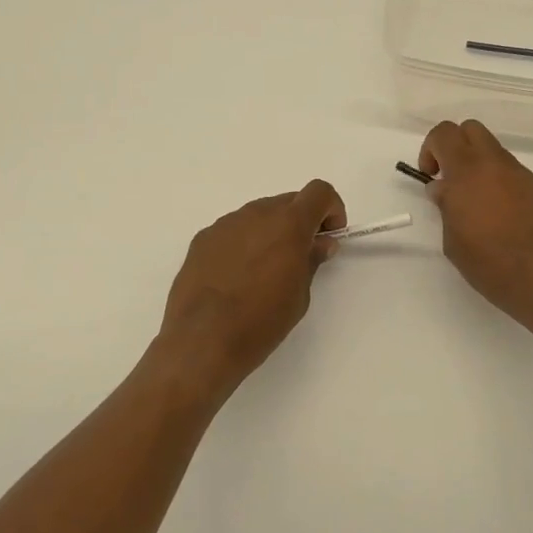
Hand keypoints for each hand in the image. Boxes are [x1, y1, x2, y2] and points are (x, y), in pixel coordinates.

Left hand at [157, 180, 346, 396]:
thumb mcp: (299, 296)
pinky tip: (236, 277)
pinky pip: (233, 230)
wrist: (201, 341)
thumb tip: (319, 243)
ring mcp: (225, 224)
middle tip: (300, 257)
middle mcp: (256, 214)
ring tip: (264, 271)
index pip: (319, 192)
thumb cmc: (261, 322)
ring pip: (258, 215)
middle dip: (300, 222)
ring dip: (270, 232)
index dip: (330, 209)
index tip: (329, 236)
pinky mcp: (202, 239)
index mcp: (288, 224)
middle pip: (288, 202)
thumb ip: (311, 260)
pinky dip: (244, 243)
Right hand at [419, 121, 532, 331]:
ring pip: (492, 149)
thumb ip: (445, 206)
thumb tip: (443, 189)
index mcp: (467, 172)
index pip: (444, 133)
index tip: (430, 176)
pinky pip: (509, 170)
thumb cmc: (489, 262)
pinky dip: (496, 179)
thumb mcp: (452, 239)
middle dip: (454, 146)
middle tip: (449, 178)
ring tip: (474, 201)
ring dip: (477, 164)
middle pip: (470, 129)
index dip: (431, 149)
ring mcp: (519, 173)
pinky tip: (497, 212)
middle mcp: (494, 163)